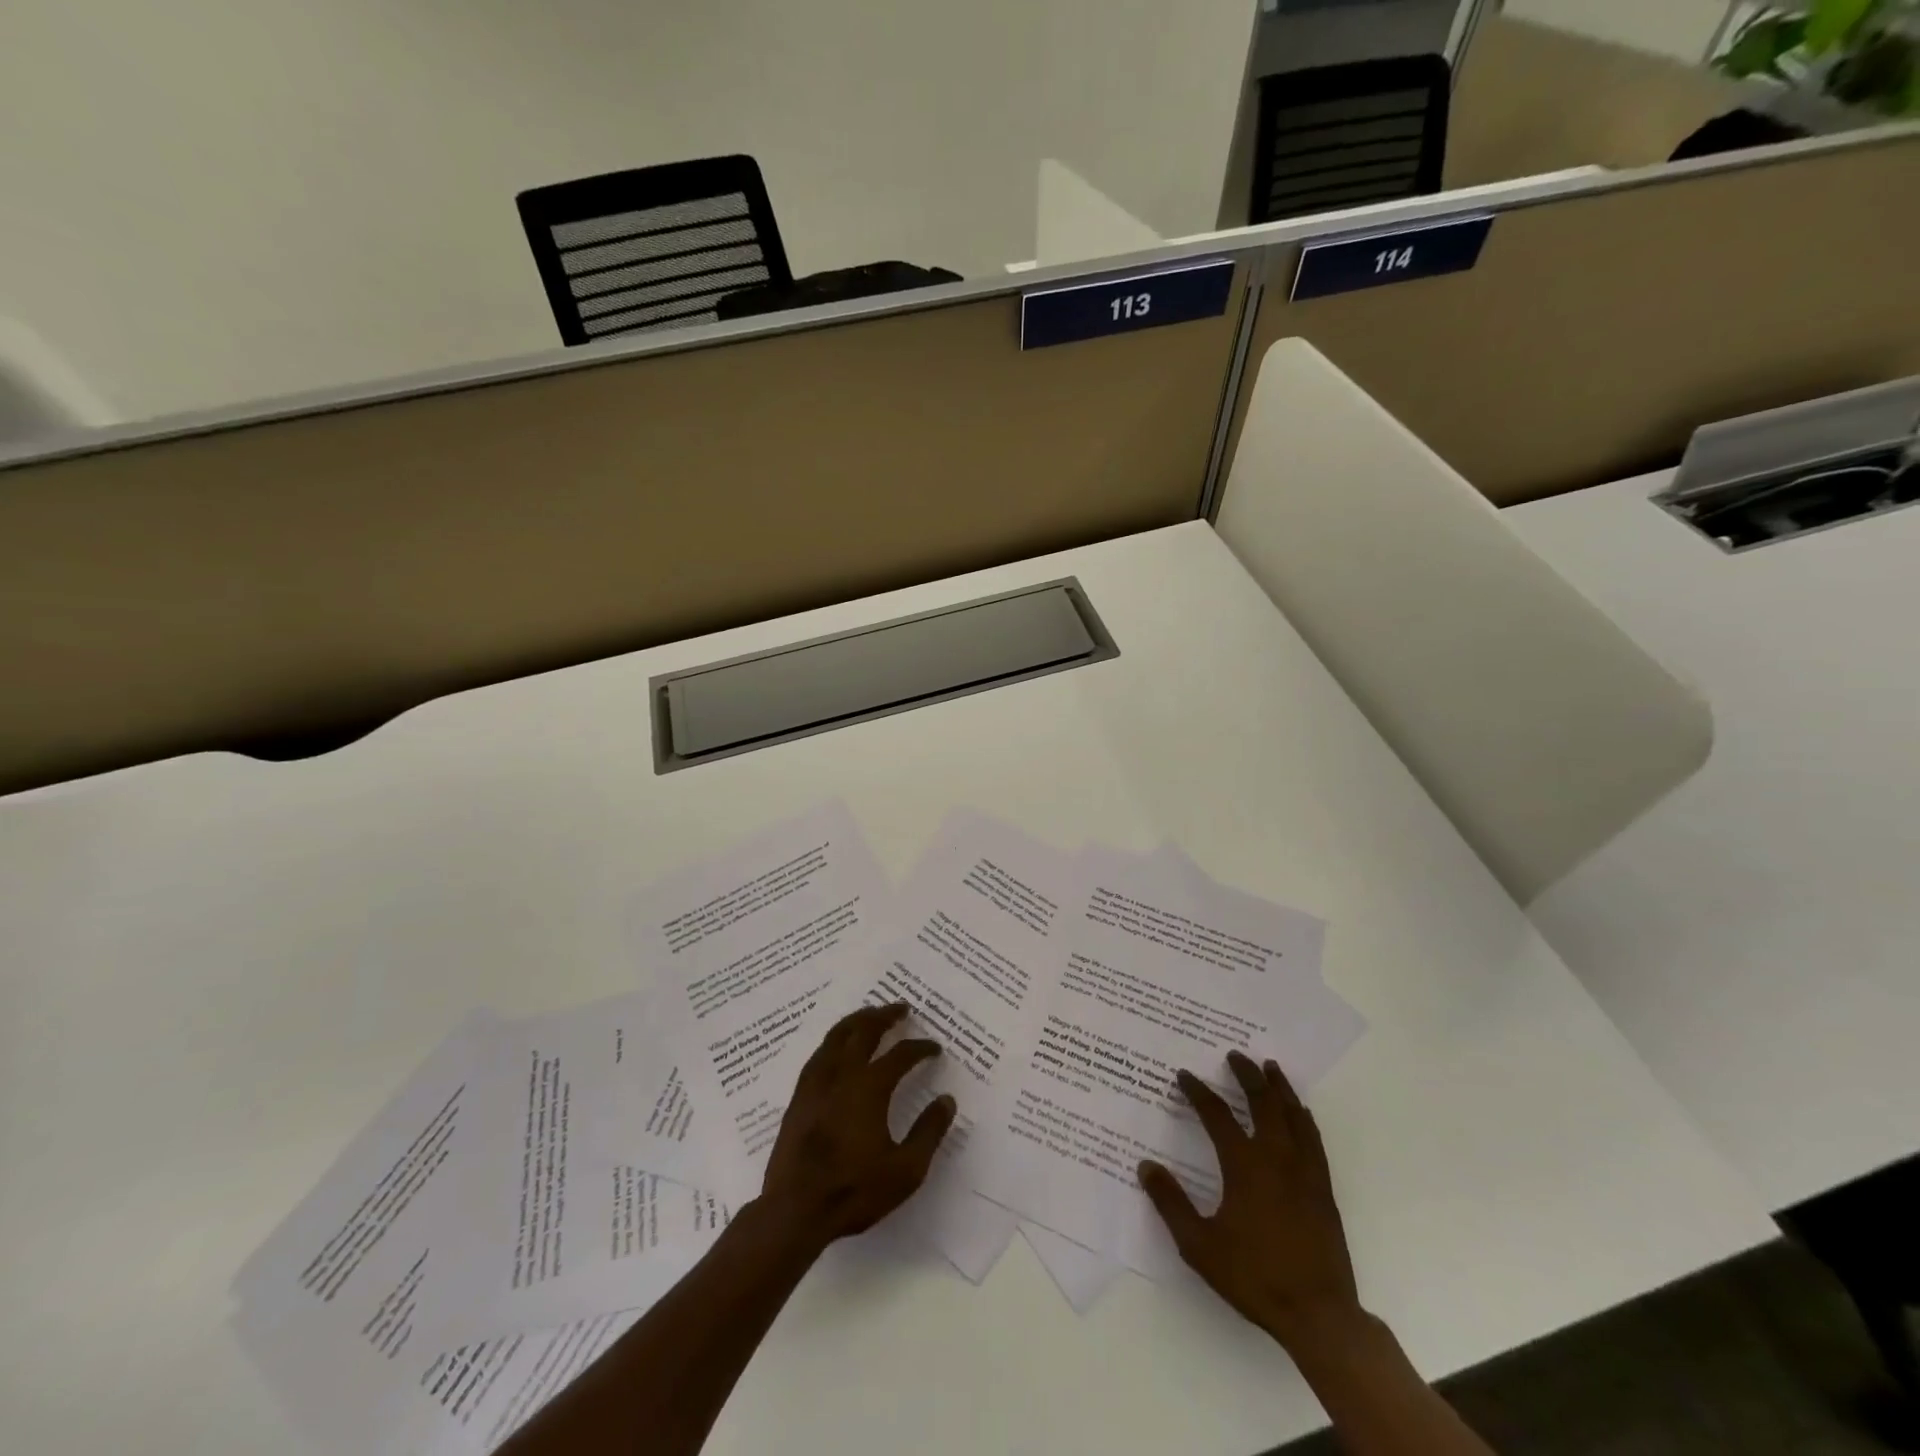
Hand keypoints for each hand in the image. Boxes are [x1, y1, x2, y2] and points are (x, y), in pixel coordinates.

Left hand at [760, 1003, 956, 1247]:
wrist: (795, 1210)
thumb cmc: (854, 1191)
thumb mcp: (905, 1170)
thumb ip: (929, 1132)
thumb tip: (947, 1101)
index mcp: (870, 1088)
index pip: (900, 1054)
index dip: (920, 1048)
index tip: (934, 1048)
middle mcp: (842, 1074)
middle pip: (864, 1030)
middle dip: (885, 1015)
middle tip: (901, 1007)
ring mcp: (816, 1082)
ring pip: (837, 1035)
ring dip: (858, 1020)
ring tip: (870, 1015)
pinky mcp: (799, 1096)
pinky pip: (819, 1052)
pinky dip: (835, 1039)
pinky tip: (838, 1045)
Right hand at [1139, 1052, 1360, 1348]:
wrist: (1318, 1315)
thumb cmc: (1254, 1277)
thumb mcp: (1199, 1245)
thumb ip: (1171, 1203)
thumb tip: (1146, 1166)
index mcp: (1244, 1166)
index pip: (1217, 1116)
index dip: (1198, 1092)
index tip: (1185, 1076)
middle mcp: (1276, 1158)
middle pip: (1262, 1103)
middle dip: (1247, 1075)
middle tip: (1235, 1055)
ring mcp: (1305, 1172)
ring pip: (1293, 1115)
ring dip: (1279, 1088)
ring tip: (1270, 1067)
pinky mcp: (1323, 1189)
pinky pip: (1313, 1139)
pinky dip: (1304, 1117)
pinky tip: (1301, 1112)